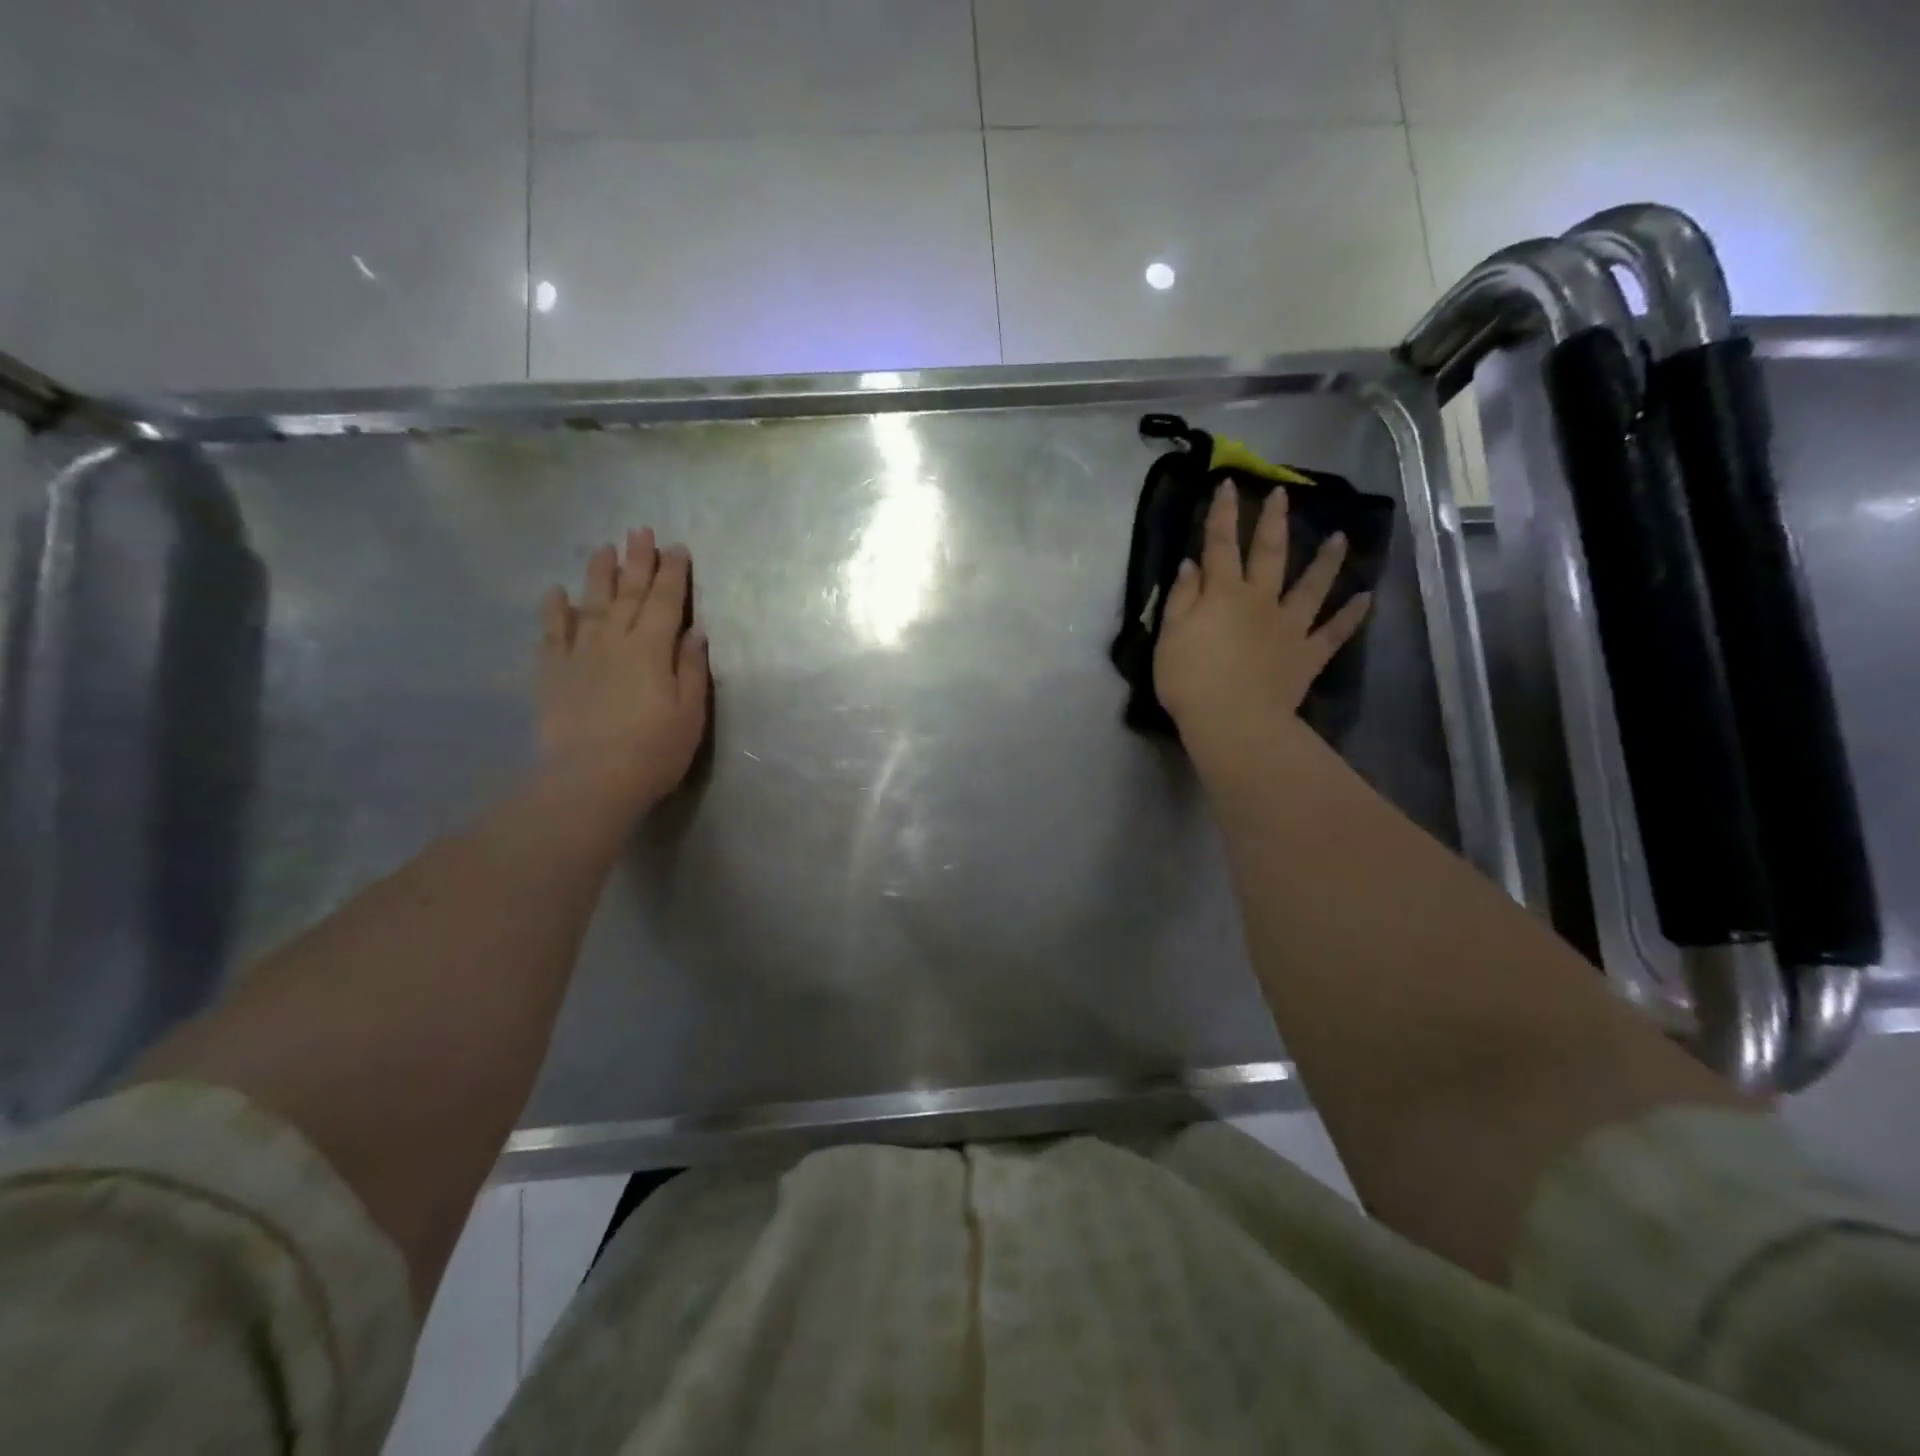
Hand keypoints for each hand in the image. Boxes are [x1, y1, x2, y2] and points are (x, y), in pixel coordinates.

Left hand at [538, 528, 709, 818]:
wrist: (591, 780)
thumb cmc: (654, 750)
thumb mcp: (690, 712)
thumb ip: (691, 668)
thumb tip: (695, 632)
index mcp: (653, 649)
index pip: (667, 602)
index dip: (673, 574)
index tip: (677, 548)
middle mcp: (616, 641)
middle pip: (630, 594)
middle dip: (637, 561)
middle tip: (640, 531)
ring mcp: (580, 654)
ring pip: (591, 604)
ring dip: (599, 574)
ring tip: (603, 547)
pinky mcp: (553, 673)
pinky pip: (552, 633)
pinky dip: (554, 611)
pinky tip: (555, 593)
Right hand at [1154, 481, 1370, 771]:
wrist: (1234, 722)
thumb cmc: (1191, 680)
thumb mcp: (1170, 637)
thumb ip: (1182, 598)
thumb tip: (1191, 564)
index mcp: (1223, 595)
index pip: (1220, 546)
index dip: (1223, 515)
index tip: (1228, 485)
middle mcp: (1260, 601)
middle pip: (1269, 554)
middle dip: (1273, 522)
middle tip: (1282, 494)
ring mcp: (1289, 627)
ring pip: (1311, 586)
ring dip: (1325, 561)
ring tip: (1340, 537)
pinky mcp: (1306, 655)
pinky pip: (1333, 632)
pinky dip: (1350, 616)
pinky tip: (1365, 598)